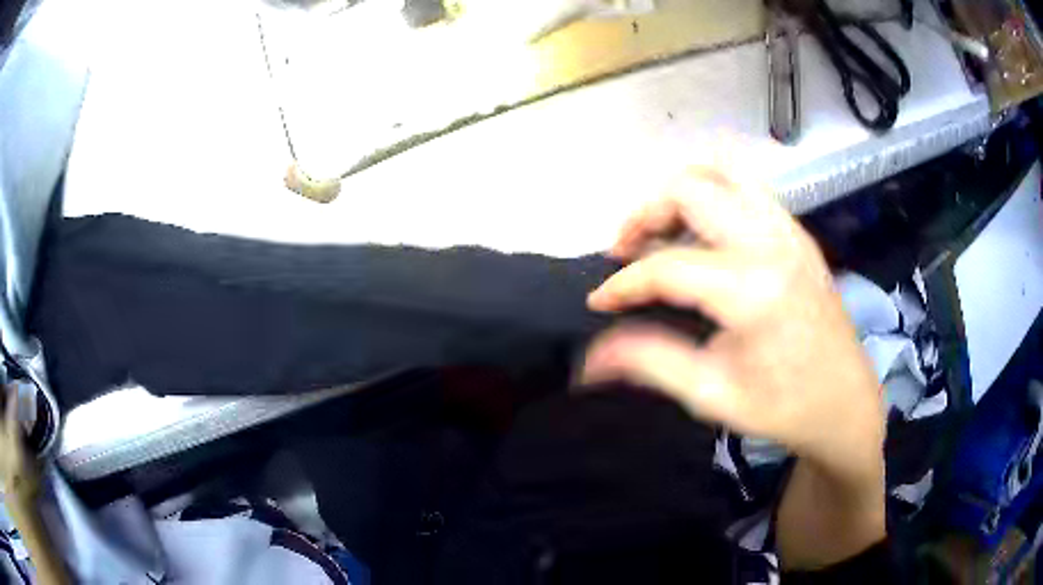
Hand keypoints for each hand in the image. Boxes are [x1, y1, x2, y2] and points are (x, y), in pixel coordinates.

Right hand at [583, 167, 885, 567]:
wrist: (846, 403)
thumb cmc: (783, 408)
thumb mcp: (713, 395)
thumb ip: (649, 363)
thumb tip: (590, 357)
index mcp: (752, 289)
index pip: (668, 266)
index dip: (623, 282)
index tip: (599, 301)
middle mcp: (772, 242)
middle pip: (690, 189)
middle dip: (645, 214)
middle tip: (627, 252)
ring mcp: (790, 231)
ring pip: (721, 175)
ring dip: (680, 196)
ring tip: (663, 234)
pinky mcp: (798, 234)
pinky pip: (747, 190)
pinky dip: (713, 197)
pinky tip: (705, 236)